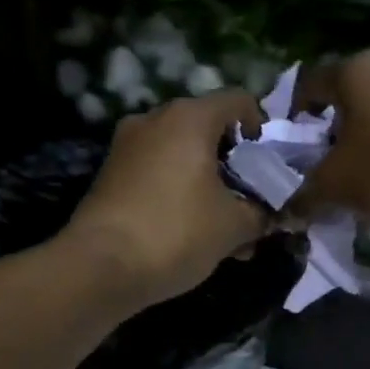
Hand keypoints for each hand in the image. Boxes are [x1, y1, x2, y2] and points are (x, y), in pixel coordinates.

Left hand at [64, 91, 271, 310]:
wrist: (100, 267)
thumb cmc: (176, 233)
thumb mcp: (233, 226)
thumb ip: (260, 213)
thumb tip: (269, 214)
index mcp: (189, 118)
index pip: (238, 101)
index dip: (261, 130)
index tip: (268, 167)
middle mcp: (154, 120)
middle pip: (208, 130)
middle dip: (235, 168)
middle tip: (250, 204)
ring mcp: (127, 147)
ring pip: (182, 158)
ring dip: (208, 187)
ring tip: (226, 231)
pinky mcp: (110, 176)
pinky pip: (158, 175)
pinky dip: (180, 195)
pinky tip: (192, 235)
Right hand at [292, 50, 369, 218]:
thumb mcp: (336, 186)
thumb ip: (306, 195)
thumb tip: (288, 210)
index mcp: (357, 70)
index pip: (312, 83)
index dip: (296, 114)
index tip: (294, 146)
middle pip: (353, 98)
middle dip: (338, 132)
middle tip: (329, 168)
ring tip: (369, 181)